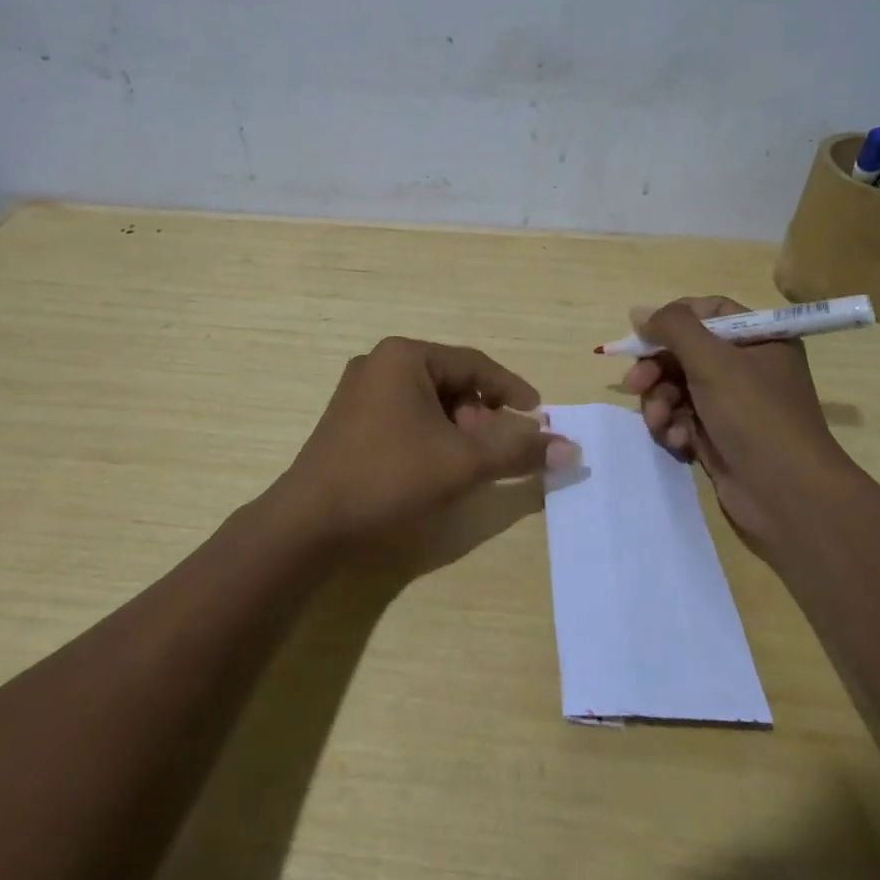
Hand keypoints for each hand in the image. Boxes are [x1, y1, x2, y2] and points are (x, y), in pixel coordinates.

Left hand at [282, 337, 579, 546]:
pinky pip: (405, 416)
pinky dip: (431, 435)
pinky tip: (437, 467)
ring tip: (469, 462)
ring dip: (458, 428)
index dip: (511, 388)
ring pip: (428, 402)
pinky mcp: (349, 421)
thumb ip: (517, 451)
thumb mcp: (462, 462)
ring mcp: (359, 392)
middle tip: (500, 448)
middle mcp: (379, 363)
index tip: (538, 414)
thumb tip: (571, 449)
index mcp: (404, 356)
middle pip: (451, 382)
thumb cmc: (389, 477)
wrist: (308, 522)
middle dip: (482, 414)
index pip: (474, 364)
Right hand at [621, 296, 854, 539]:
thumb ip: (673, 328)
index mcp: (758, 340)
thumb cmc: (755, 416)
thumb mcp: (713, 362)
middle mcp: (746, 367)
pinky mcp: (717, 435)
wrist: (788, 495)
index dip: (674, 318)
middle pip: (685, 351)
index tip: (643, 333)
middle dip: (656, 368)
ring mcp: (731, 403)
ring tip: (659, 421)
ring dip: (660, 401)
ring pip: (677, 386)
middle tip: (634, 384)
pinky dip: (673, 426)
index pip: (709, 312)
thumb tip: (638, 312)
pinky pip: (681, 417)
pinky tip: (677, 441)